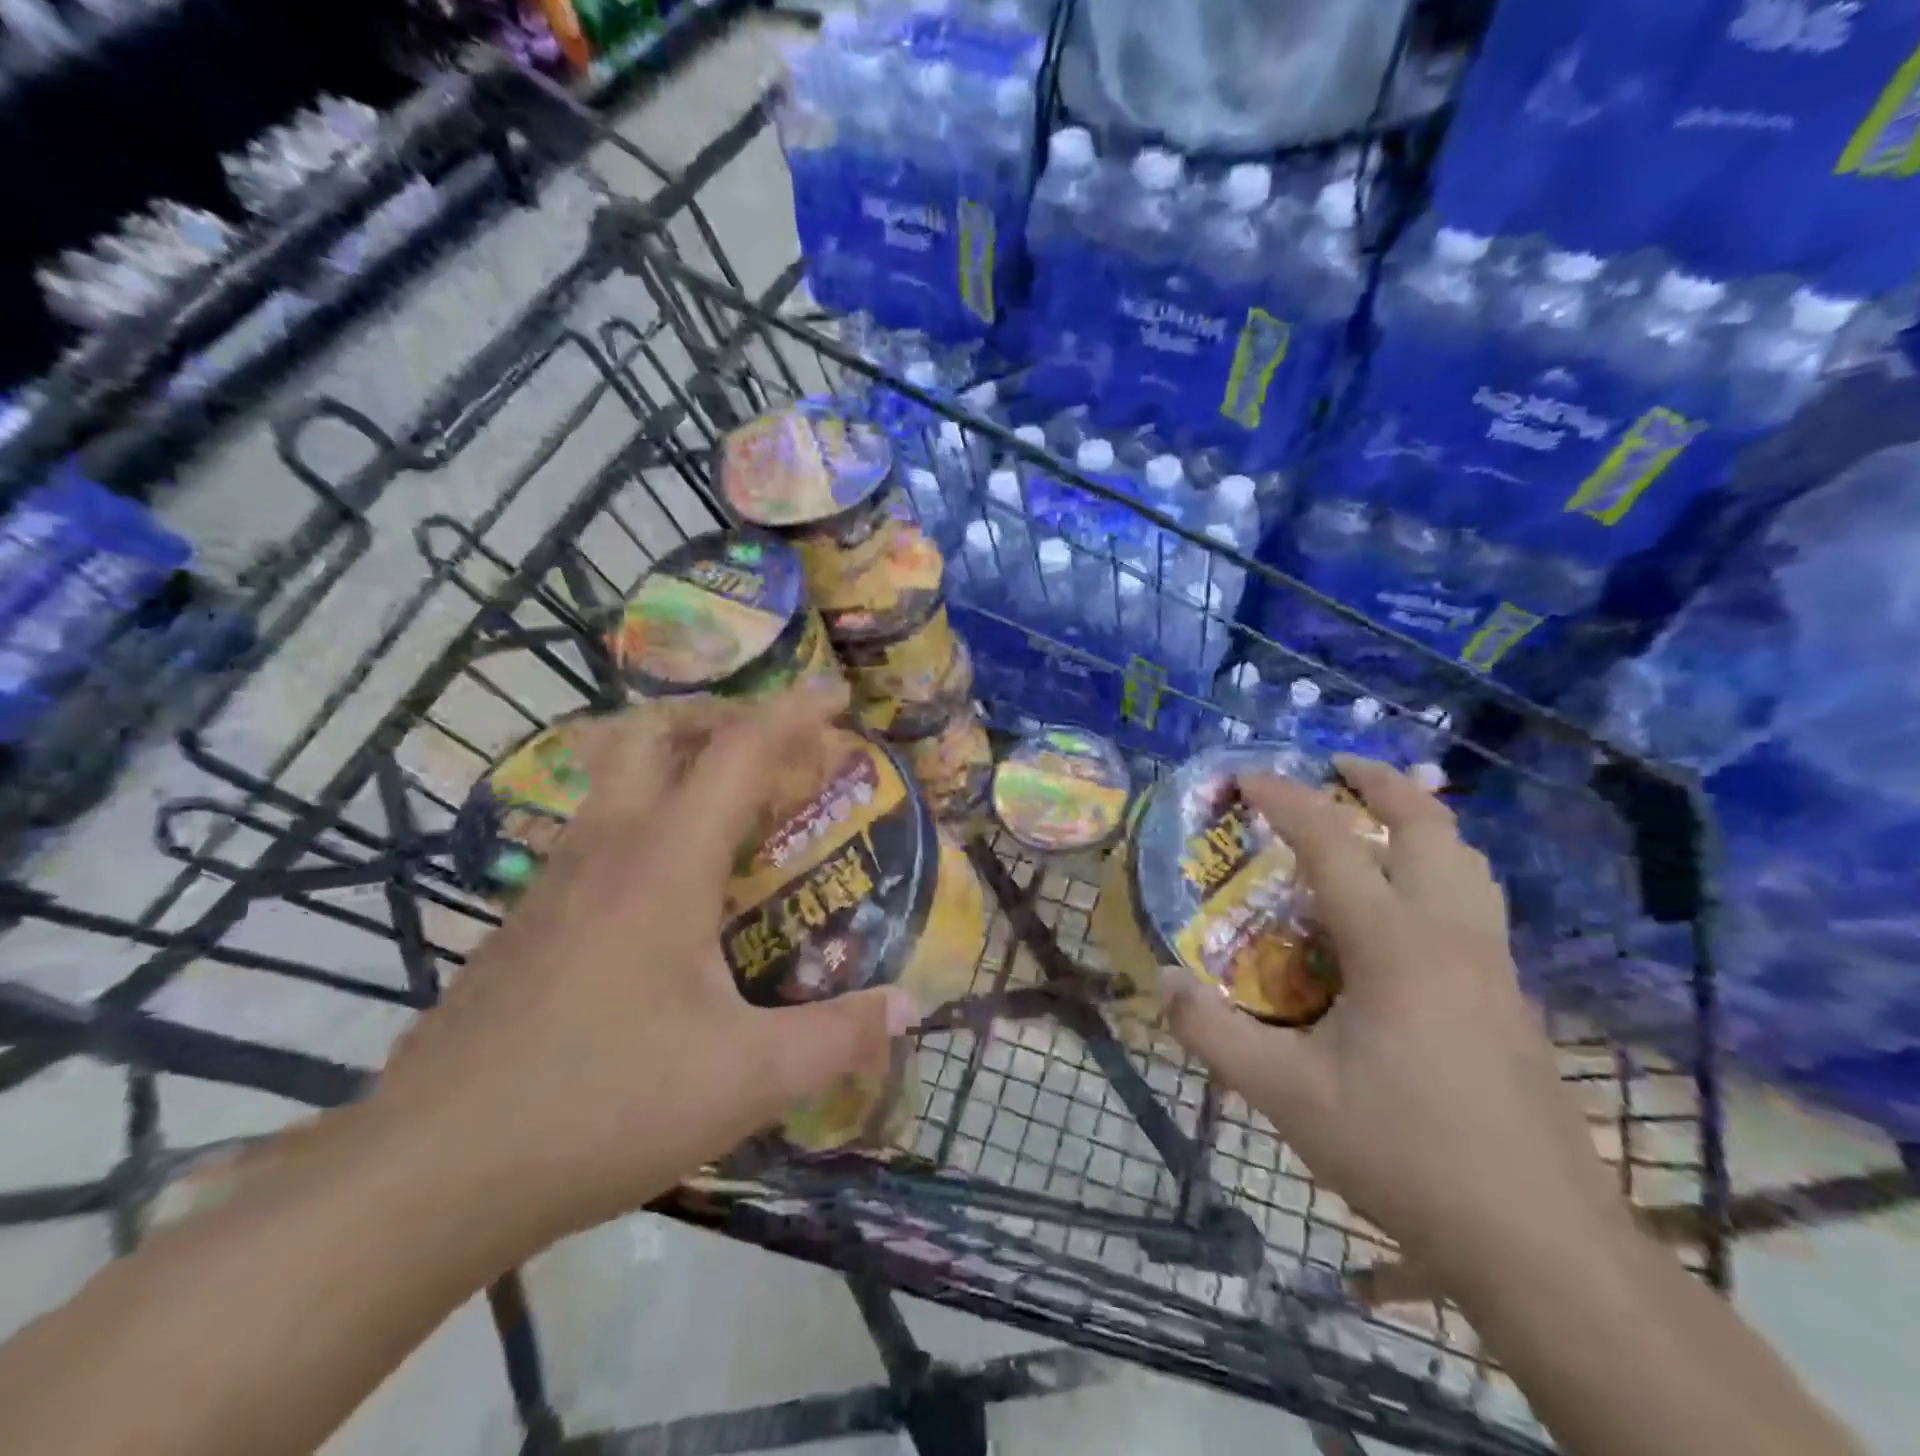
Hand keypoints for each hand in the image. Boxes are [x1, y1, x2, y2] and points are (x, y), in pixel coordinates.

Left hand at [368, 685, 912, 1247]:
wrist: (430, 1176)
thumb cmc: (603, 1105)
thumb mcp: (746, 1078)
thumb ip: (836, 1037)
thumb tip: (906, 1008)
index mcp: (665, 863)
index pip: (738, 752)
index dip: (793, 713)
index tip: (836, 698)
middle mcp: (605, 850)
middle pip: (651, 733)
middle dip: (715, 715)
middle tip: (767, 742)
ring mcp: (553, 884)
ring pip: (610, 780)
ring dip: (672, 765)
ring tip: (726, 809)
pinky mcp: (523, 925)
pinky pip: (592, 836)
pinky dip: (640, 823)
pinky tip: (663, 895)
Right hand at [1161, 756, 1627, 1278]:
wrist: (1542, 1244)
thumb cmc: (1406, 1153)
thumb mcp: (1286, 1097)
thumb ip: (1215, 1034)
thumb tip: (1161, 981)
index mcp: (1395, 947)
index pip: (1333, 843)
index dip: (1286, 799)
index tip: (1247, 777)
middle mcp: (1451, 937)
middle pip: (1429, 825)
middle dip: (1380, 781)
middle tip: (1334, 766)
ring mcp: (1493, 966)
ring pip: (1467, 860)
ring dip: (1421, 820)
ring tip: (1375, 818)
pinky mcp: (1512, 999)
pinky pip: (1475, 901)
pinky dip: (1439, 868)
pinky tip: (1405, 910)